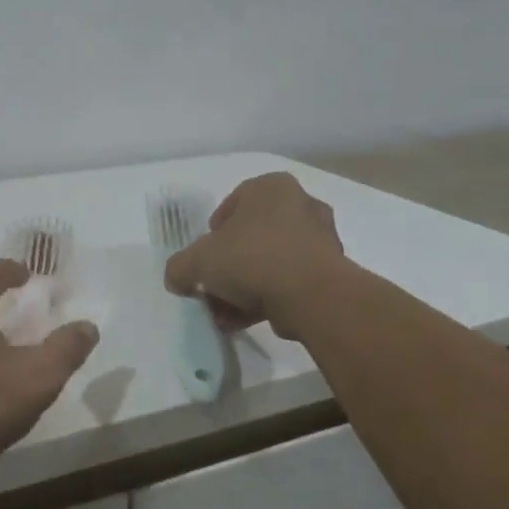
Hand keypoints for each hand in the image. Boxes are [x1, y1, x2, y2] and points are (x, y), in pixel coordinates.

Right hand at [162, 173, 345, 339]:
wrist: (311, 296)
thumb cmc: (251, 259)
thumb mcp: (197, 261)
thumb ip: (179, 267)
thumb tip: (177, 279)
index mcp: (271, 187)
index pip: (232, 204)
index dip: (212, 233)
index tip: (204, 257)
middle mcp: (300, 205)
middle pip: (252, 236)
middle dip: (230, 265)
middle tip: (214, 287)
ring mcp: (321, 239)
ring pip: (271, 261)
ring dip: (246, 287)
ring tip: (226, 313)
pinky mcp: (331, 271)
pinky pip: (290, 281)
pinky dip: (268, 298)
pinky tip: (246, 320)